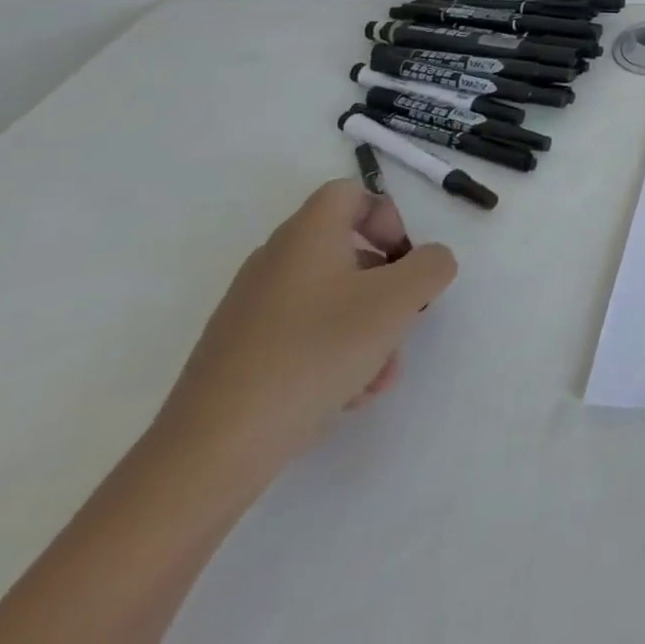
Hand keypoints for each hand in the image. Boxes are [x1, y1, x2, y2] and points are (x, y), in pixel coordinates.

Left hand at [152, 180, 457, 483]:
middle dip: (386, 283)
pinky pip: (303, 335)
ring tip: (381, 373)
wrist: (213, 449)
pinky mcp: (239, 354)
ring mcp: (251, 310)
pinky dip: (334, 353)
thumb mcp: (398, 300)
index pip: (350, 193)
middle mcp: (275, 262)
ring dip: (367, 326)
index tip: (404, 258)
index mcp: (306, 236)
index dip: (387, 216)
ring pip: (330, 299)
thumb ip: (431, 266)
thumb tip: (431, 261)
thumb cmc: (315, 352)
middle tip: (405, 316)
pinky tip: (348, 395)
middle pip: (345, 250)